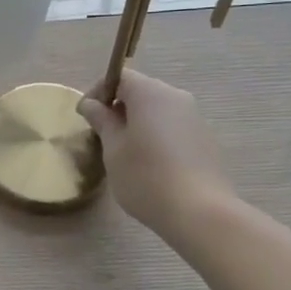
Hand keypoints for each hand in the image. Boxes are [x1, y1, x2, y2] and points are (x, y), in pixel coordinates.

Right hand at [77, 70, 233, 231]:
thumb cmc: (146, 176)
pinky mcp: (205, 139)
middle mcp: (176, 97)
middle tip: (101, 135)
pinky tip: (149, 164)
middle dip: (118, 108)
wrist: (200, 212)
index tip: (85, 116)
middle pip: (141, 92)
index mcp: (151, 93)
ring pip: (158, 111)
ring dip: (137, 123)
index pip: (120, 77)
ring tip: (123, 152)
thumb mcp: (113, 149)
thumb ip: (102, 121)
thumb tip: (91, 104)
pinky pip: (172, 127)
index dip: (98, 92)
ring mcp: (195, 118)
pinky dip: (156, 135)